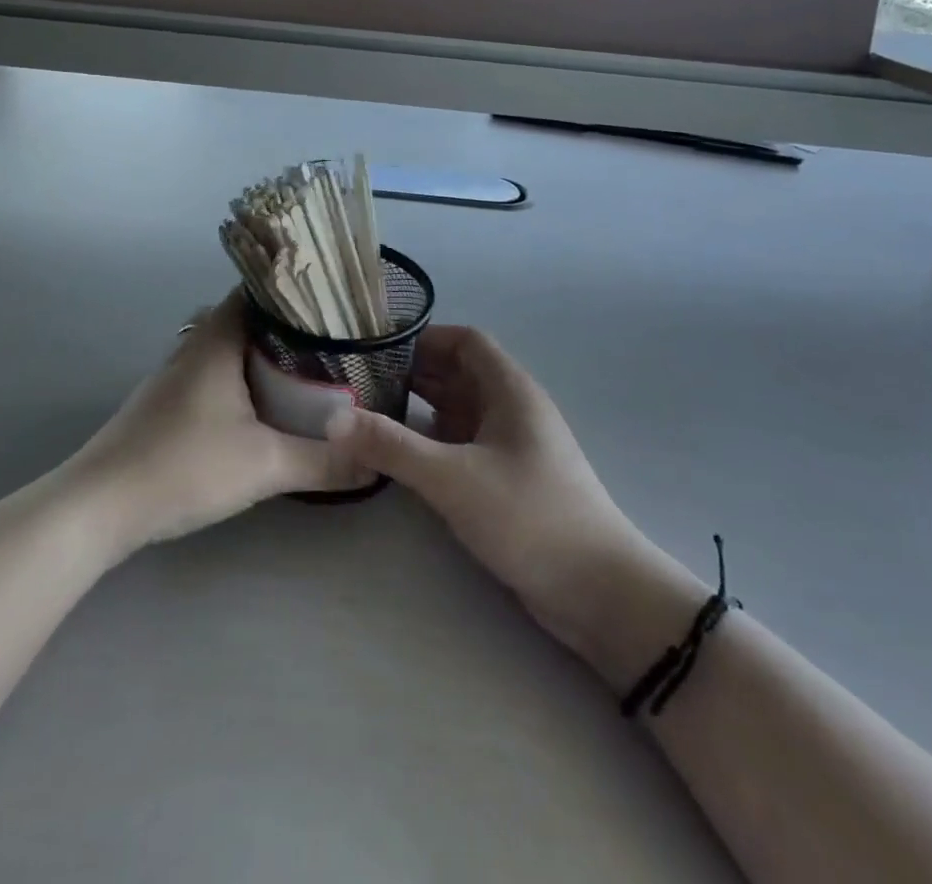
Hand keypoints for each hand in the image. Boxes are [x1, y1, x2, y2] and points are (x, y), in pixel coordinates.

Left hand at [67, 292, 351, 552]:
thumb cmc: (183, 466)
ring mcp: (175, 375)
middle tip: (332, 340)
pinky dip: (242, 379)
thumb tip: (376, 462)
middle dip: (288, 326)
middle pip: (246, 317)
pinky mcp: (166, 404)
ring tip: (308, 369)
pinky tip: (262, 406)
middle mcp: (194, 346)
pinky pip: (214, 374)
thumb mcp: (265, 465)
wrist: (100, 507)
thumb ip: (323, 462)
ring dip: (263, 355)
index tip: (333, 301)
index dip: (295, 290)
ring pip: (229, 348)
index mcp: (217, 339)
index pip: (258, 290)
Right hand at [326, 325, 704, 687]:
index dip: (424, 339)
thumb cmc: (529, 517)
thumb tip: (333, 418)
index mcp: (510, 390)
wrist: (599, 593)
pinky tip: (401, 455)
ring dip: (420, 409)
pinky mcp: (508, 480)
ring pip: (459, 411)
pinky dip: (433, 441)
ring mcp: (512, 446)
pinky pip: (463, 444)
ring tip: (369, 415)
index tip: (378, 350)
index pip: (465, 341)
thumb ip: (391, 446)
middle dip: (413, 374)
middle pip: (459, 374)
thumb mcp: (452, 478)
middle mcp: (511, 409)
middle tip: (360, 383)